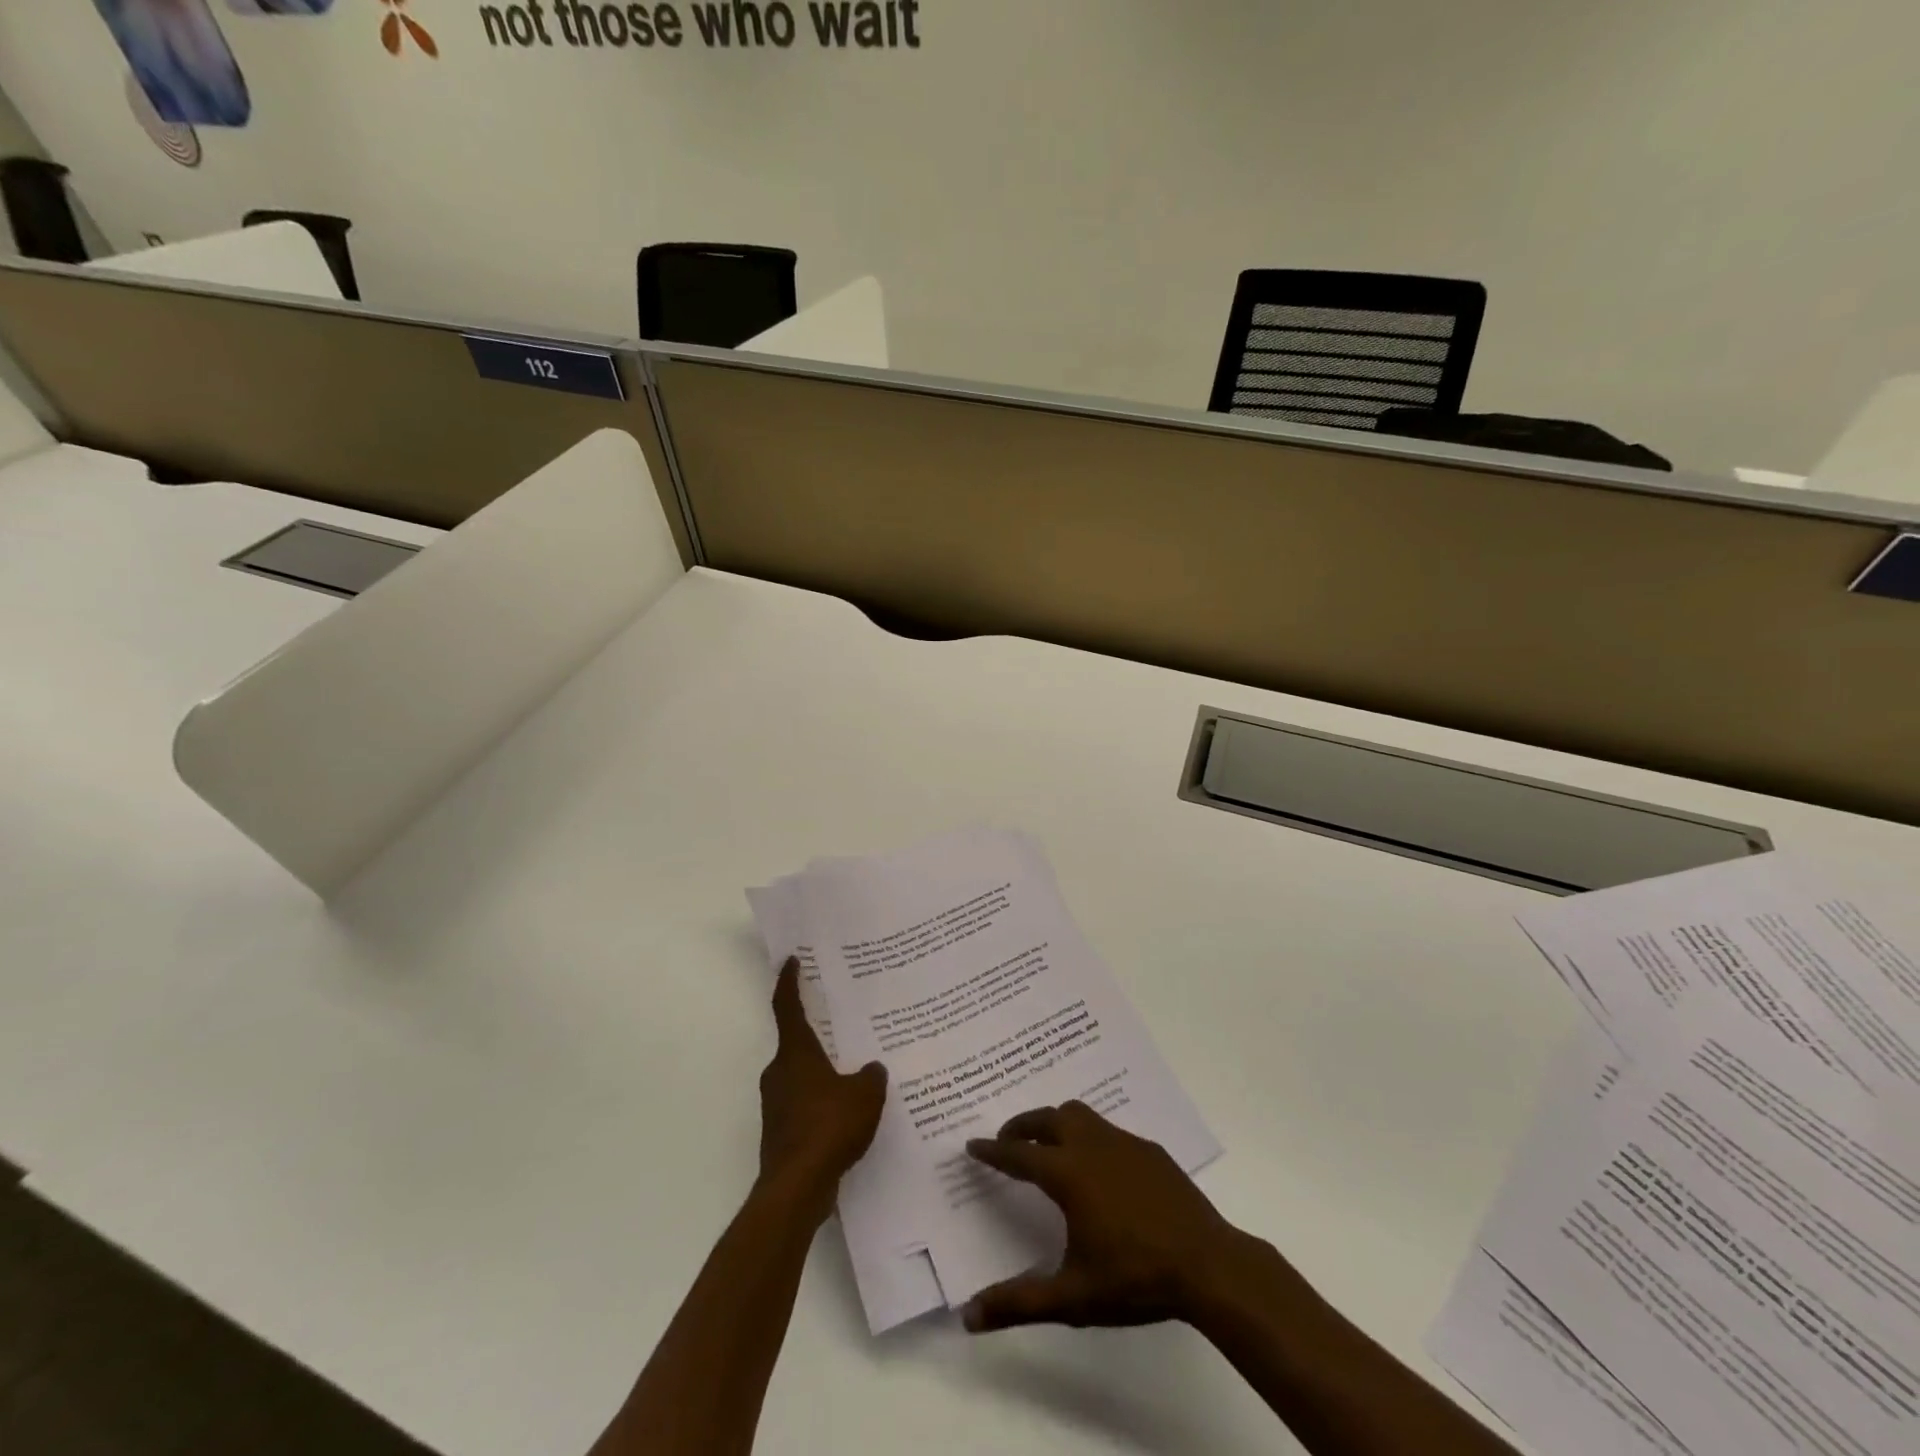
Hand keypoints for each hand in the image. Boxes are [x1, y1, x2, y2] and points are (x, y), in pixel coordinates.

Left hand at [757, 958, 886, 1202]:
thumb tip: (872, 1068)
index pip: (788, 1006)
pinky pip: (804, 1104)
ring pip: (801, 1076)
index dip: (789, 981)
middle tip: (843, 1024)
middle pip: (796, 1043)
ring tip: (853, 1072)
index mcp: (796, 1053)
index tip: (792, 960)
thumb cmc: (828, 1127)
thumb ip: (871, 1076)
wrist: (796, 1188)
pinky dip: (822, 1102)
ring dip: (822, 1072)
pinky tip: (847, 1114)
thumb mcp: (865, 1095)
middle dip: (817, 1033)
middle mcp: (780, 1072)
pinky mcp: (781, 1132)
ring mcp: (777, 1104)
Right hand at [962, 1100, 1242, 1331]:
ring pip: (1079, 1114)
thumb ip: (1019, 1303)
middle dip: (1022, 1125)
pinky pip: (1107, 1129)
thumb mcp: (1072, 1297)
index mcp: (1068, 1174)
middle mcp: (1091, 1146)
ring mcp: (1123, 1142)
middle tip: (1008, 1140)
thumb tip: (968, 1316)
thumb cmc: (1134, 1278)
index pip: (1019, 1155)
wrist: (1207, 1264)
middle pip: (1047, 1118)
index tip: (973, 1145)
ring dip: (1055, 1123)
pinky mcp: (1148, 1149)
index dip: (993, 1150)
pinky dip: (1088, 1135)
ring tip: (1048, 1146)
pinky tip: (1097, 1165)